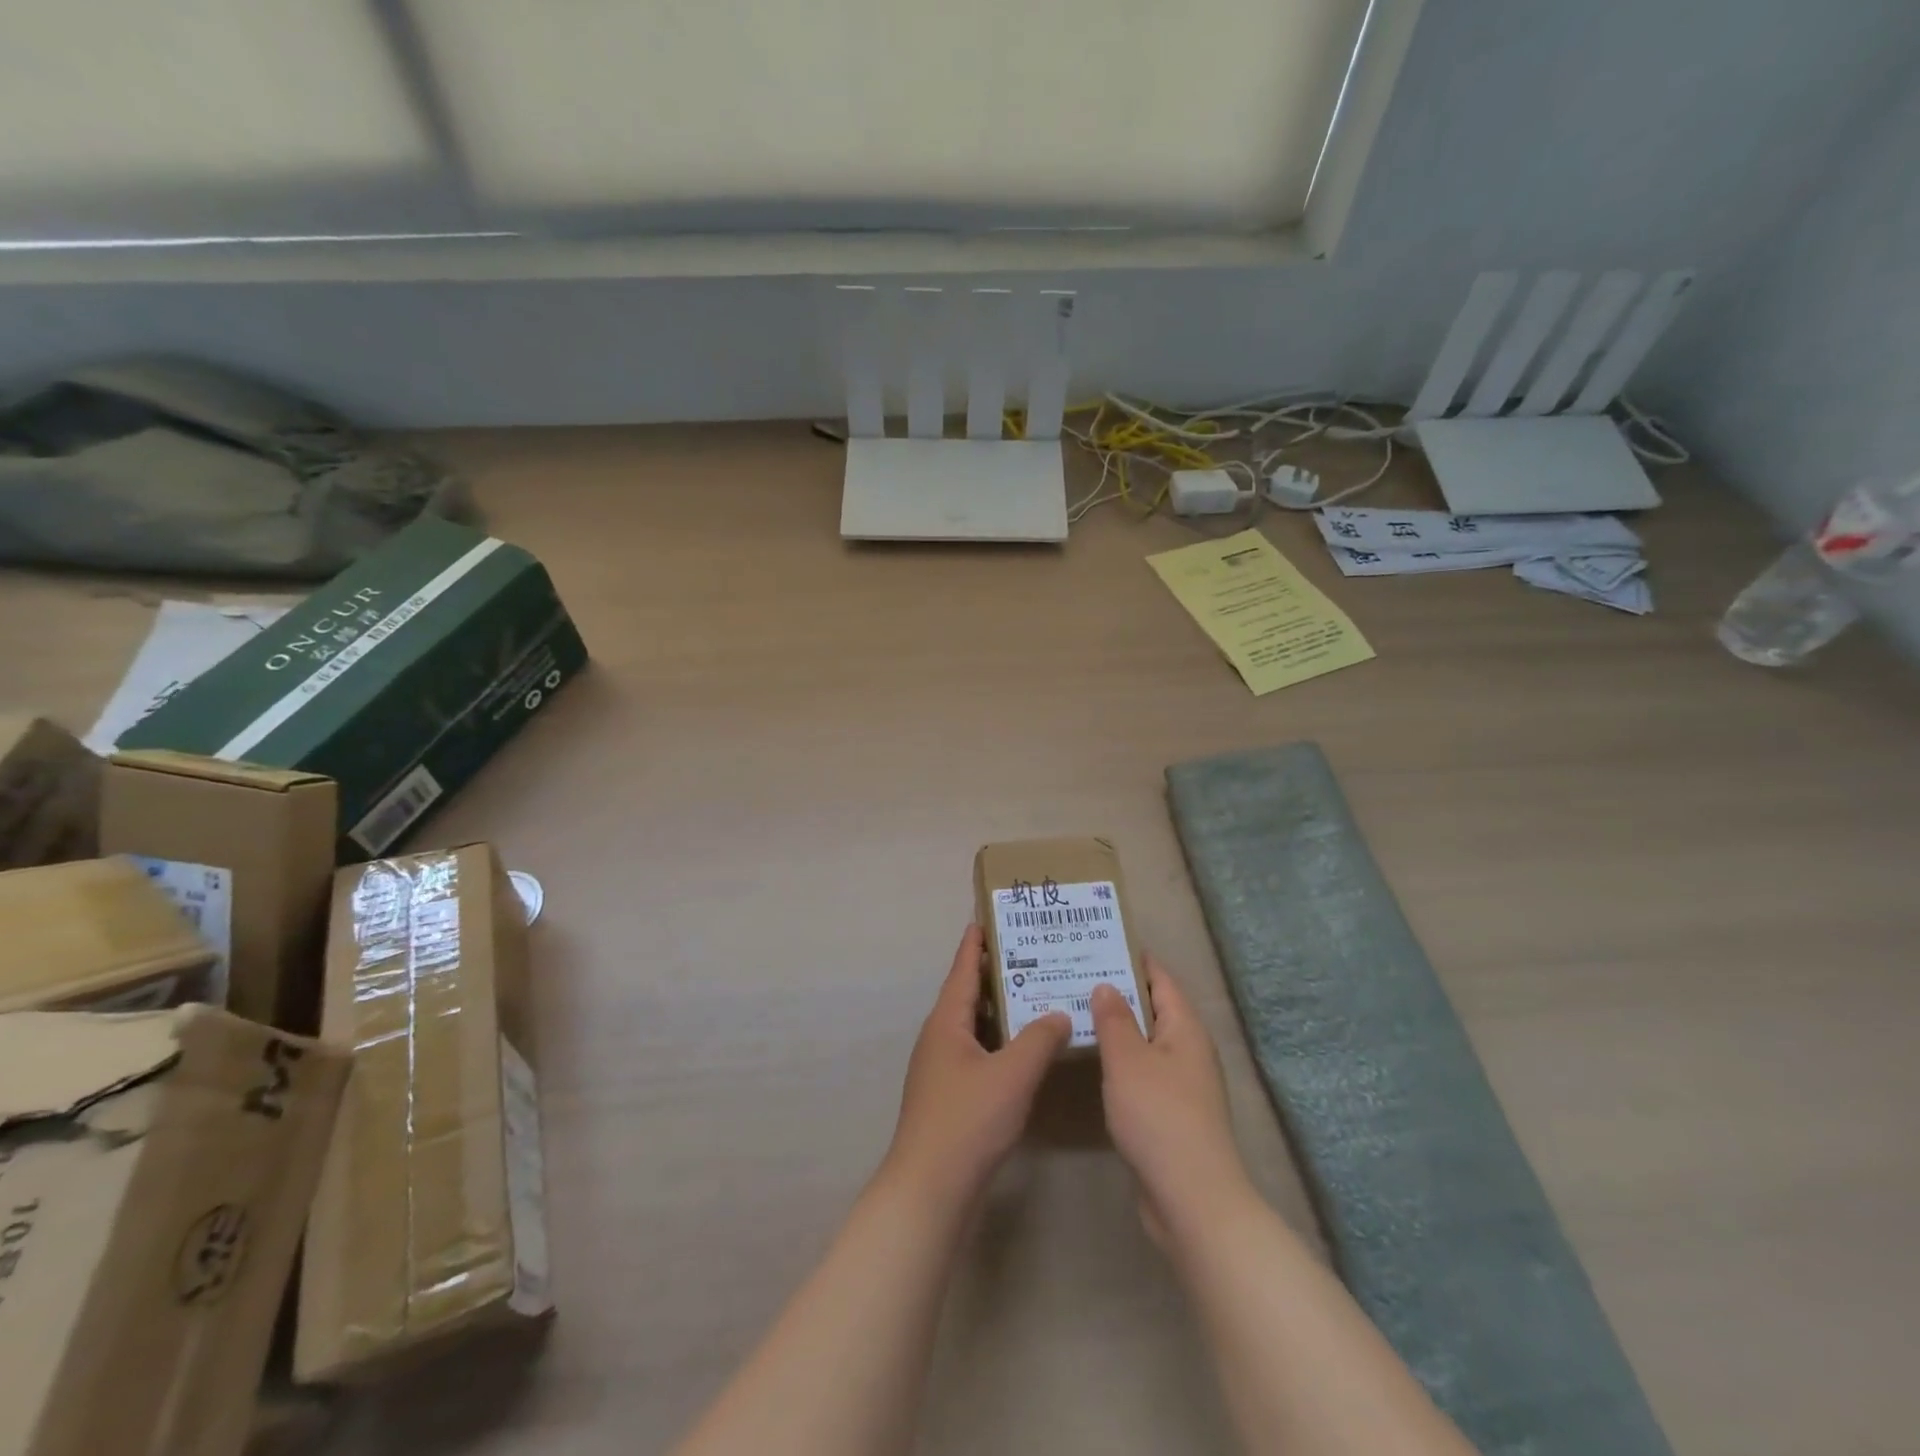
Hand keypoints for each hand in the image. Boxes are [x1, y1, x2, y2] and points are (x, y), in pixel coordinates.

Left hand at [882, 926, 1070, 1212]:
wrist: (931, 1188)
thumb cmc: (968, 1120)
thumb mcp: (1013, 1074)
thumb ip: (1039, 1039)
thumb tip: (1058, 1012)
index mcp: (946, 1022)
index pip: (962, 969)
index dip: (976, 943)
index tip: (989, 918)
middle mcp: (939, 1038)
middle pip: (968, 995)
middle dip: (995, 974)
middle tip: (1030, 954)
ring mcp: (941, 1069)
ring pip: (973, 1026)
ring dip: (1000, 1010)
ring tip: (1035, 996)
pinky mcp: (949, 1096)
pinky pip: (977, 1053)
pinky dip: (999, 1042)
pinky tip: (1024, 1051)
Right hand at [1091, 960, 1251, 1241]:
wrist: (1192, 1198)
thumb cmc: (1159, 1116)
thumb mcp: (1128, 1060)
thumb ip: (1114, 1019)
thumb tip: (1106, 985)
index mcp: (1185, 1029)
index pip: (1161, 979)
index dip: (1134, 958)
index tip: (1101, 941)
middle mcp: (1189, 1050)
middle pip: (1153, 1008)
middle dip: (1119, 990)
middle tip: (1076, 973)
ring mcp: (1182, 1083)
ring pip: (1146, 1041)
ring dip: (1117, 1027)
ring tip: (1077, 1009)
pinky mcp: (1171, 1113)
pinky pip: (1142, 1070)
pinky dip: (1120, 1059)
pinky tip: (1093, 1059)